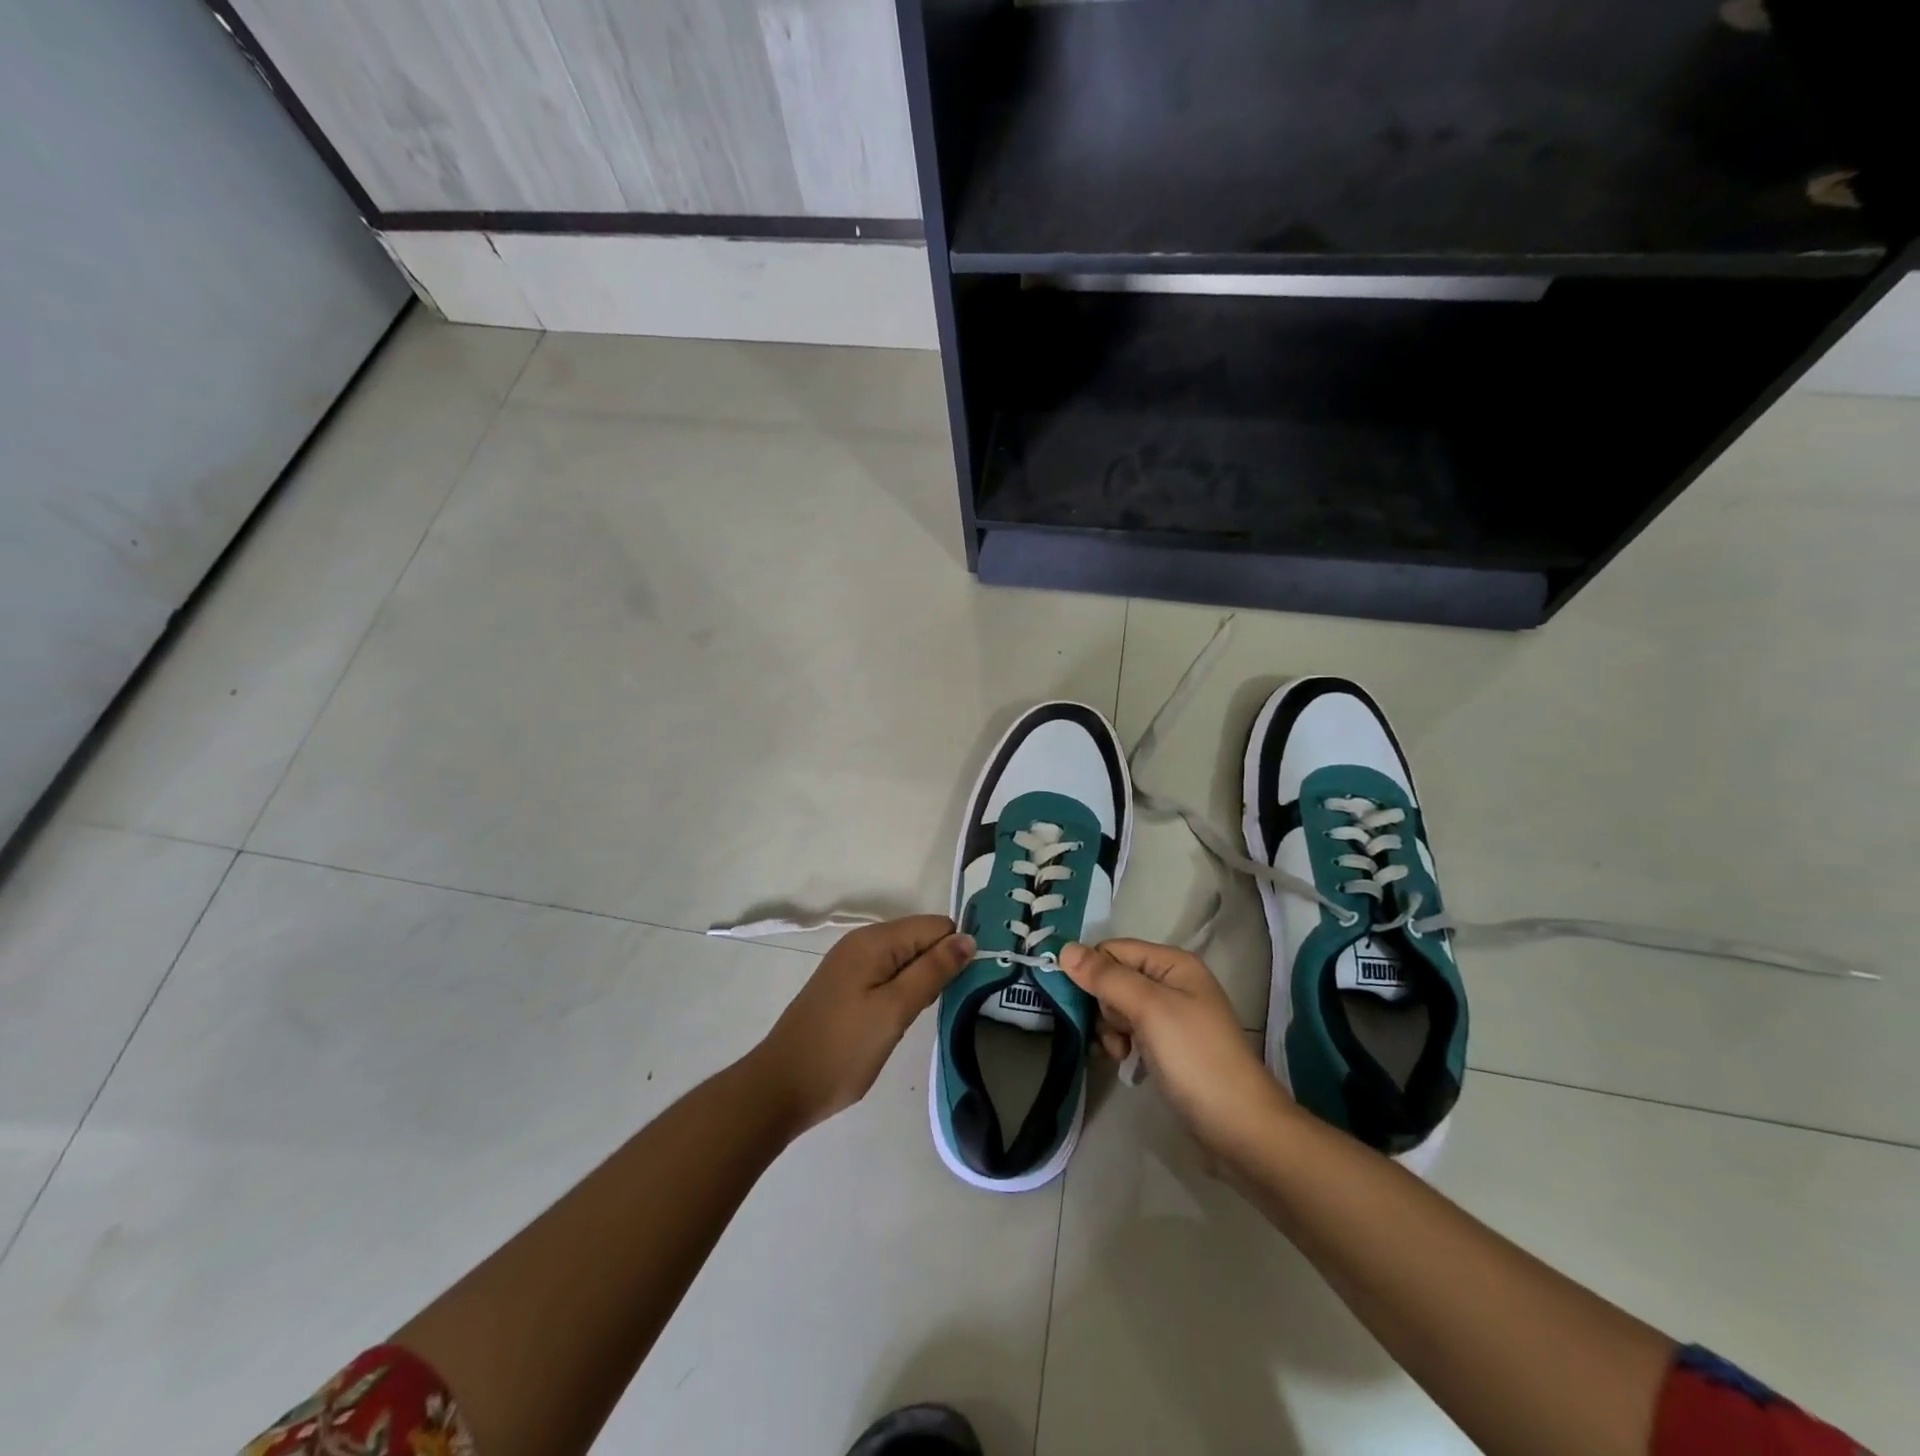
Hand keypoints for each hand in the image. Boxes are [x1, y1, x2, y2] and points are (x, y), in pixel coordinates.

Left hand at [753, 916, 974, 1134]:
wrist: (780, 1088)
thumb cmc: (842, 1050)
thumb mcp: (894, 1010)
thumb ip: (932, 971)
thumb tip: (969, 938)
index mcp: (874, 941)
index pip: (935, 926)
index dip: (957, 951)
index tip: (971, 985)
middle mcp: (862, 943)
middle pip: (920, 939)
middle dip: (941, 966)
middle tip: (951, 1006)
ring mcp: (851, 965)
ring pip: (906, 959)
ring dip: (923, 981)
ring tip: (929, 1015)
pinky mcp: (846, 987)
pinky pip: (888, 975)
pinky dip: (902, 992)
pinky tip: (902, 1019)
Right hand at [1061, 939, 1289, 1162]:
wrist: (1238, 1127)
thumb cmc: (1194, 1057)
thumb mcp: (1149, 1008)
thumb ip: (1106, 977)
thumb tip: (1064, 949)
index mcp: (1173, 964)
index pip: (1114, 950)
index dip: (1092, 971)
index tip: (1080, 1001)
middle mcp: (1172, 983)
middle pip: (1114, 978)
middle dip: (1104, 1004)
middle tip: (1116, 1030)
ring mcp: (1170, 1017)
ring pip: (1117, 1007)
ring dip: (1110, 1028)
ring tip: (1121, 1052)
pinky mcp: (1166, 1046)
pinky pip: (1129, 1031)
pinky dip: (1121, 1044)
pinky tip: (1125, 1062)